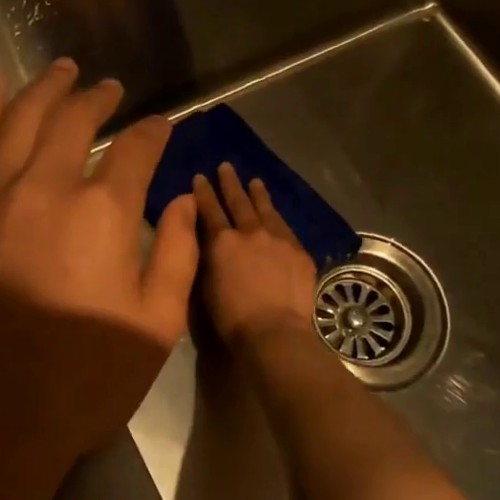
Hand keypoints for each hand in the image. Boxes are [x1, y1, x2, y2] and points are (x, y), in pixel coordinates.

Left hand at [0, 59, 199, 499]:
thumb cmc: (82, 381)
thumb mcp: (155, 327)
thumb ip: (179, 256)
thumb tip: (185, 205)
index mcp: (104, 213)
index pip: (136, 151)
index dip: (154, 133)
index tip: (162, 126)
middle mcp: (47, 187)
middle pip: (75, 121)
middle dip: (99, 99)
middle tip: (111, 88)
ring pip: (22, 120)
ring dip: (46, 89)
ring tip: (64, 69)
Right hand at [192, 163, 318, 352]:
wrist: (275, 331)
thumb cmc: (232, 318)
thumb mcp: (207, 286)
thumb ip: (209, 258)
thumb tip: (211, 243)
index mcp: (222, 241)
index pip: (209, 210)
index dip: (203, 193)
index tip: (199, 177)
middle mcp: (250, 232)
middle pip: (238, 202)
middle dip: (230, 183)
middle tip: (226, 167)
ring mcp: (278, 240)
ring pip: (266, 210)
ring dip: (258, 194)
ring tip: (255, 181)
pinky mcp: (299, 252)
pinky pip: (286, 228)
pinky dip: (278, 218)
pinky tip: (277, 215)